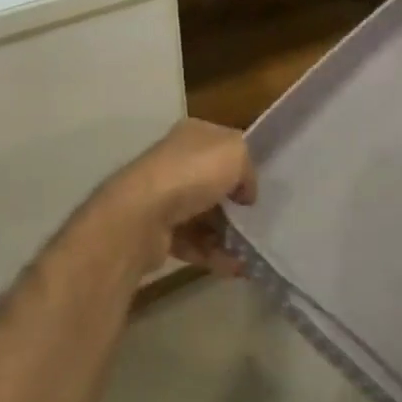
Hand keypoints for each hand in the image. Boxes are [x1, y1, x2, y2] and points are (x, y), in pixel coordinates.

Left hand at [100, 119, 256, 276]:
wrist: (142, 215)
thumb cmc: (193, 174)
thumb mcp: (236, 153)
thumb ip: (248, 168)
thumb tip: (245, 193)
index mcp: (192, 135)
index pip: (223, 145)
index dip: (242, 164)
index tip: (259, 186)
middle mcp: (174, 162)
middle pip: (212, 183)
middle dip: (234, 203)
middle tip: (257, 220)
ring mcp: (162, 197)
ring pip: (202, 215)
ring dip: (226, 234)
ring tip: (250, 250)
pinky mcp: (156, 231)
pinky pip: (192, 242)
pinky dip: (213, 254)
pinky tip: (235, 266)